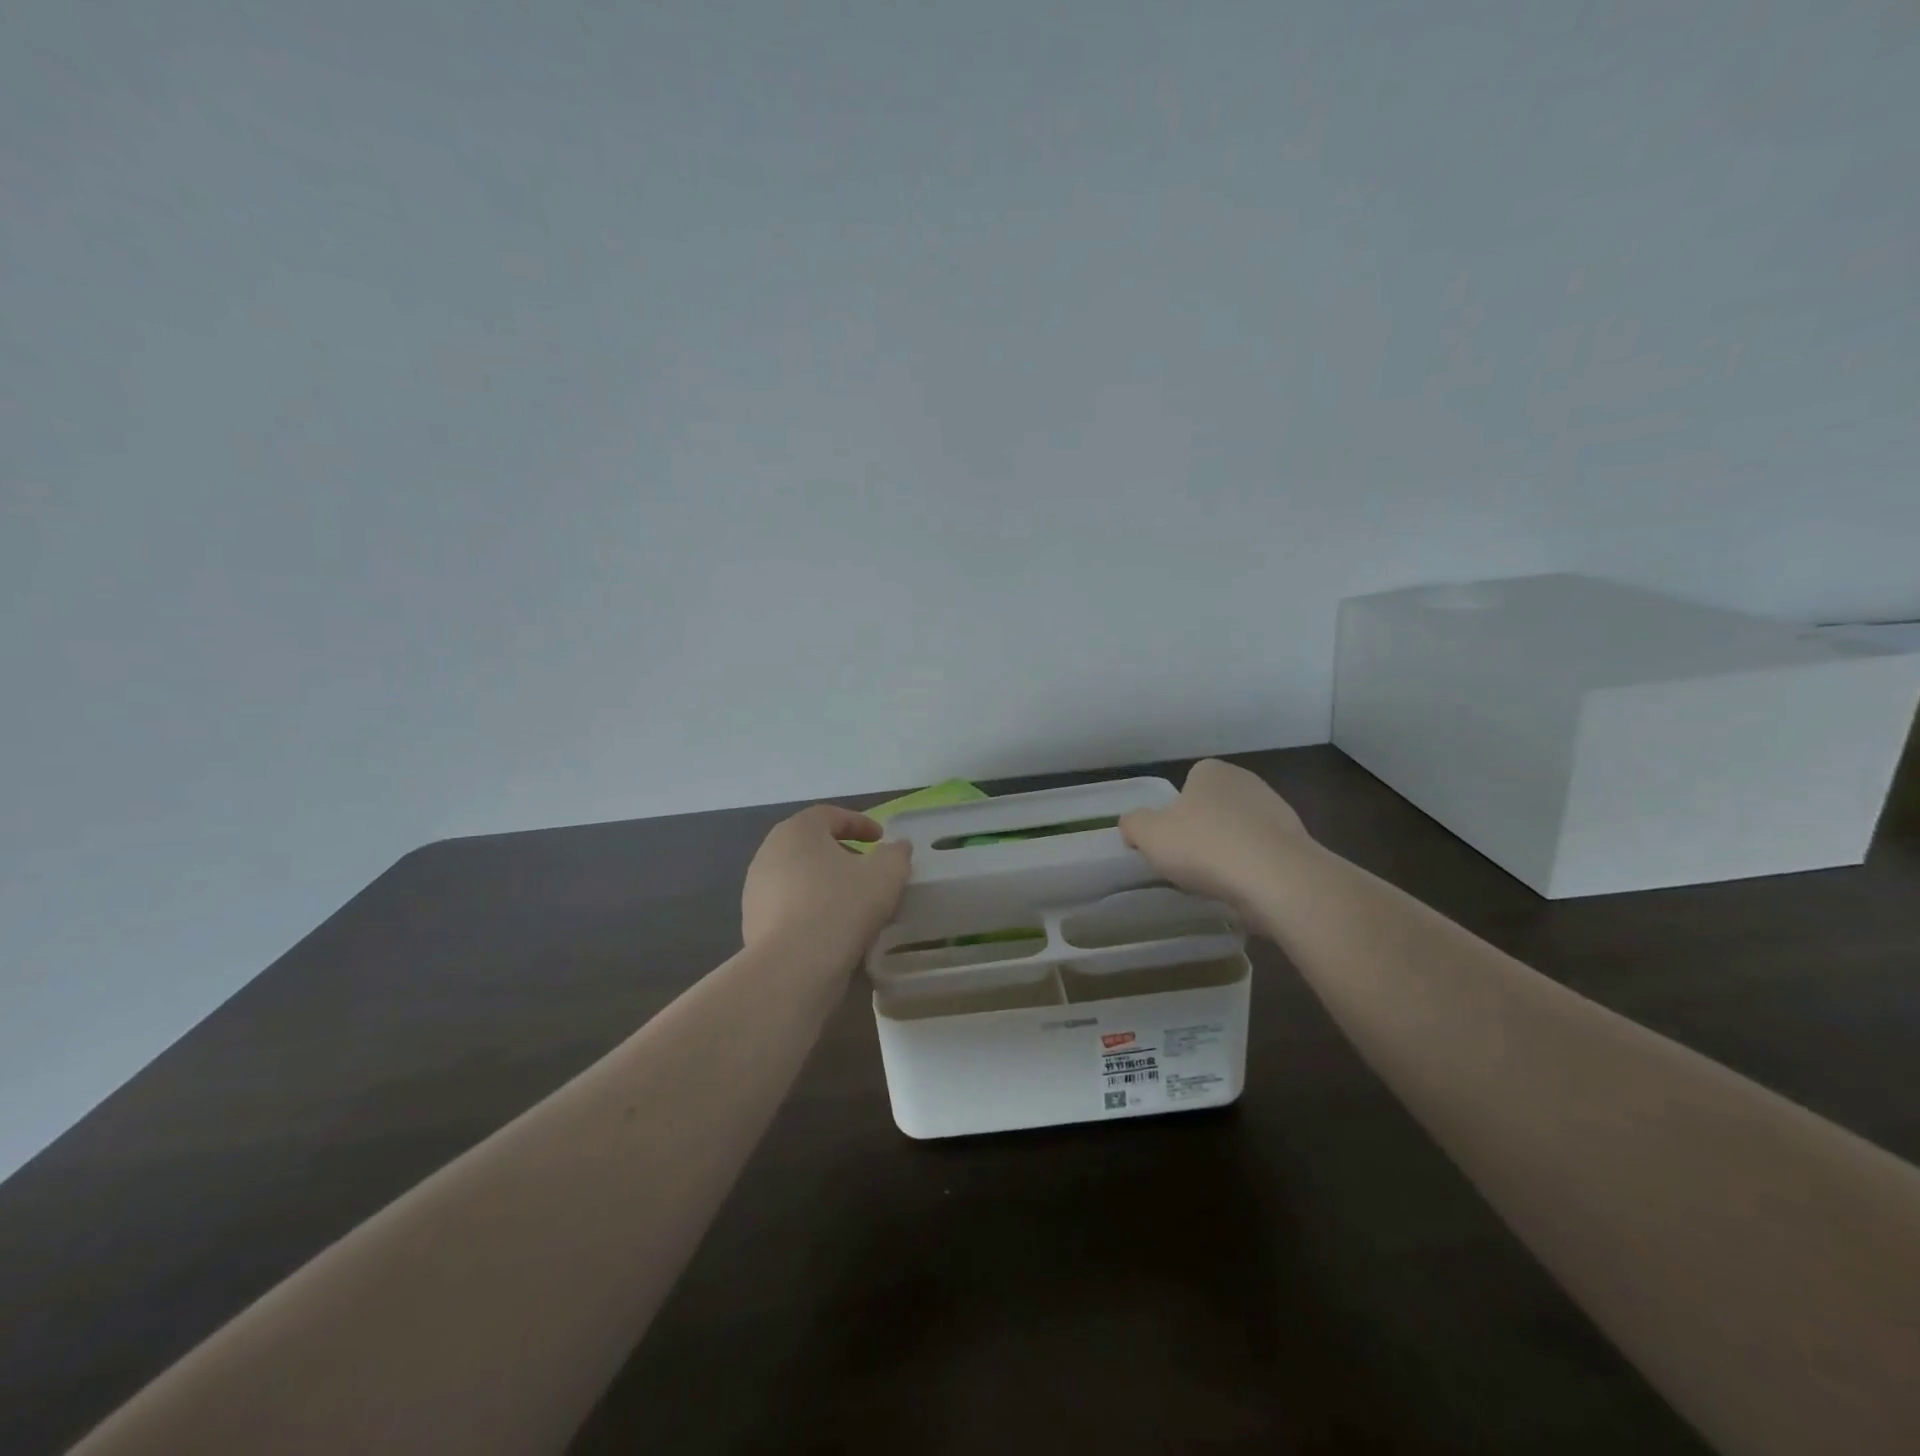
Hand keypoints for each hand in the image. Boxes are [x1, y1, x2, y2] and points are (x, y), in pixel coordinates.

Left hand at [741, 806, 912, 966]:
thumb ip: (896, 854)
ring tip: (851, 902)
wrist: (793, 967)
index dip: (859, 823)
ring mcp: (755, 889)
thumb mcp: (885, 875)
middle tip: (865, 868)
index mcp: (798, 830)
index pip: (829, 815)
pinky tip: (831, 928)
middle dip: (840, 853)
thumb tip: (898, 847)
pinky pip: (788, 906)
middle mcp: (769, 852)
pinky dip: (810, 908)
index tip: (880, 839)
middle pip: (809, 844)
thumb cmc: (841, 906)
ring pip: (797, 876)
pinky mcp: (752, 922)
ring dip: (824, 882)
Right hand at [1119, 759, 1314, 932]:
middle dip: (1203, 830)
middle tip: (1188, 861)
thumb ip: (1133, 824)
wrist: (1275, 878)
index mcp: (1211, 771)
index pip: (1188, 783)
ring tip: (1215, 881)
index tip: (1169, 839)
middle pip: (1214, 807)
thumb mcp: (1148, 834)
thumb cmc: (1203, 846)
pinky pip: (1263, 855)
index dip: (1175, 812)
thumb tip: (1132, 824)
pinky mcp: (1297, 844)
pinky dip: (1252, 870)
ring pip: (1240, 831)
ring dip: (1229, 851)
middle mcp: (1247, 782)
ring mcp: (1278, 811)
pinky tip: (1242, 889)